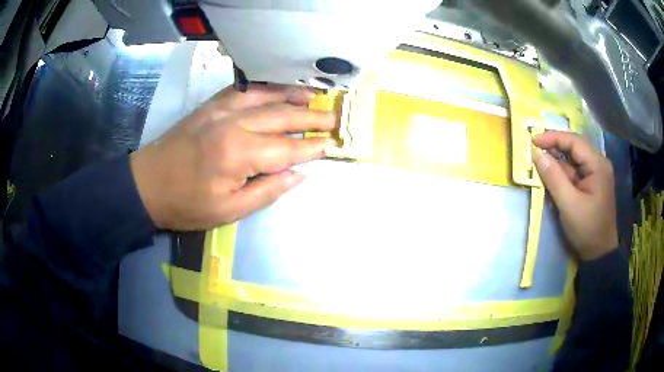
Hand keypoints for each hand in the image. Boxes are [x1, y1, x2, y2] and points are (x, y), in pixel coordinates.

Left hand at [130, 84, 335, 229]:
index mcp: (238, 154)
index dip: (311, 148)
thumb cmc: (186, 205)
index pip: (286, 148)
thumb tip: (298, 175)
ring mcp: (220, 110)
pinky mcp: (209, 106)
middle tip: (333, 117)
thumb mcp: (228, 211)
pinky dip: (263, 87)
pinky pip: (242, 90)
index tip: (331, 145)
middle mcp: (233, 124)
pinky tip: (275, 88)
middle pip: (281, 117)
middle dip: (310, 118)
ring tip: (312, 96)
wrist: (147, 185)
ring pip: (264, 97)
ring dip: (290, 96)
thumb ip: (267, 191)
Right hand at [533, 131, 617, 260]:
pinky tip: (551, 176)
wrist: (599, 253)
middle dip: (554, 147)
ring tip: (539, 163)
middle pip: (574, 147)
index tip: (533, 141)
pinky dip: (562, 172)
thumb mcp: (569, 205)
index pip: (574, 141)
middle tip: (535, 150)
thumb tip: (537, 154)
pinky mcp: (591, 183)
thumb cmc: (587, 229)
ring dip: (557, 160)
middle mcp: (598, 163)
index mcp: (597, 164)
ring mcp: (595, 173)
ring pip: (573, 159)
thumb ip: (554, 178)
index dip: (553, 137)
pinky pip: (574, 171)